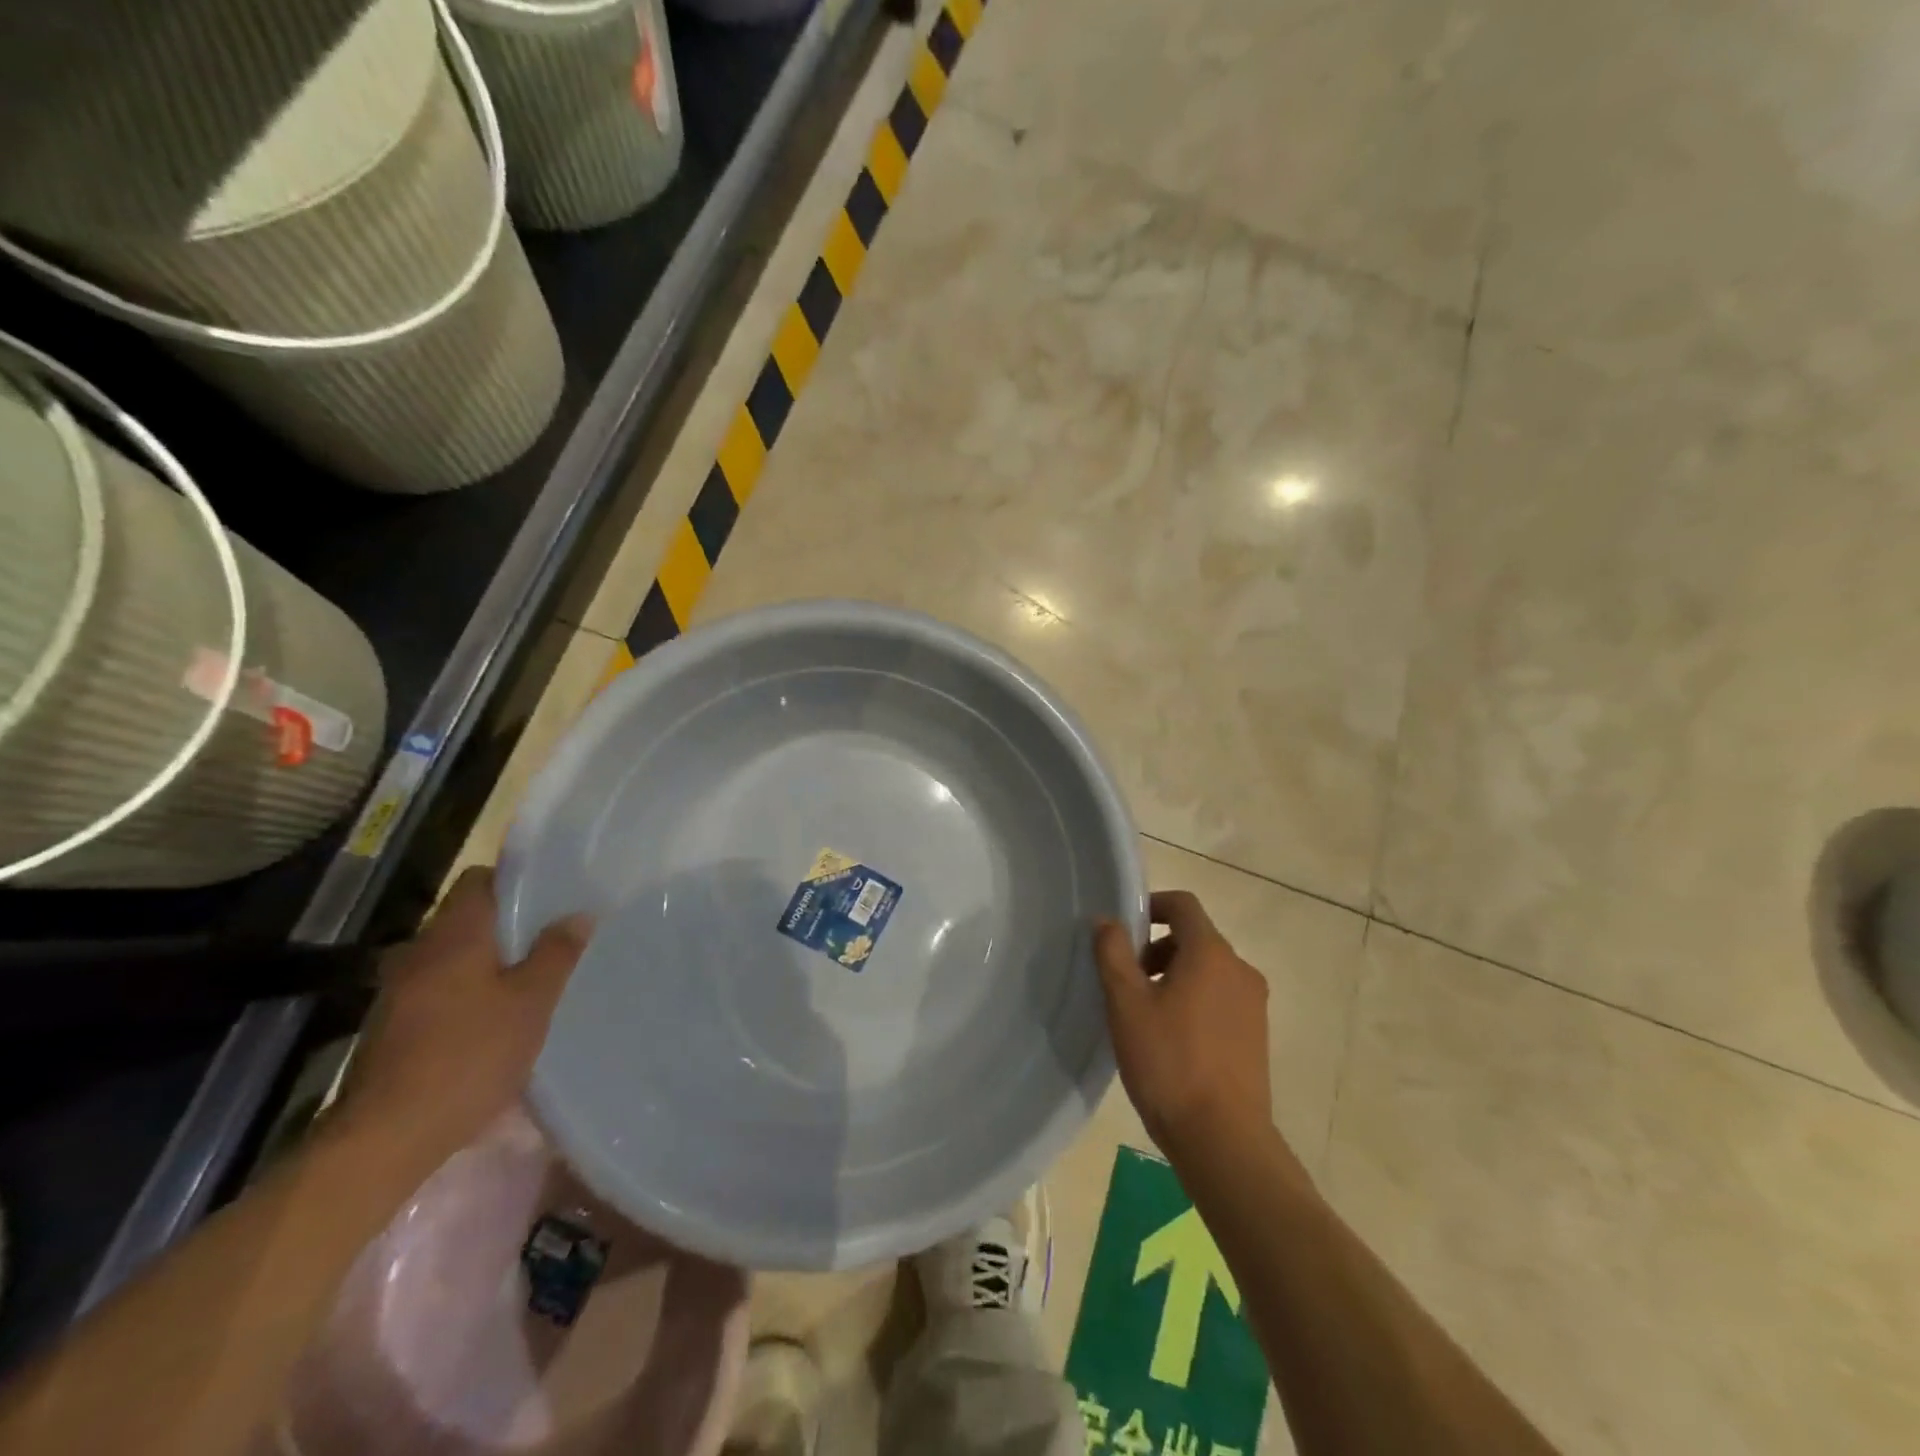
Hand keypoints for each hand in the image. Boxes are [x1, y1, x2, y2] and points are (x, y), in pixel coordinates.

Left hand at [328, 867, 588, 1173]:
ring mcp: (400, 990)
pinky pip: (441, 988)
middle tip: (554, 938)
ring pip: (454, 956)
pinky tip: (497, 1019)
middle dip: (509, 925)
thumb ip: (556, 953)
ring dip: (489, 961)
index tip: (551, 894)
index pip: (478, 879)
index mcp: (453, 935)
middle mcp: (419, 951)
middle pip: (467, 918)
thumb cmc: (470, 1055)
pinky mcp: (394, 1026)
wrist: (387, 1136)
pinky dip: (470, 992)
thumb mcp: (531, 1002)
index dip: (514, 880)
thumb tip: (578, 914)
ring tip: (533, 979)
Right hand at [1094, 890, 1272, 1155]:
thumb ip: (1113, 953)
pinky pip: (1220, 997)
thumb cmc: (1169, 1064)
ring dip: (1175, 974)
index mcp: (1211, 953)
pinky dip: (1194, 999)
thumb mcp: (1127, 1005)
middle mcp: (1240, 969)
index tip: (1125, 931)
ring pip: (1208, 968)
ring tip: (1145, 1012)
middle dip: (1158, 947)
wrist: (1223, 1140)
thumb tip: (1107, 920)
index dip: (1151, 906)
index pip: (1183, 905)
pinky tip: (1171, 1038)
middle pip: (1195, 937)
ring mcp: (1253, 1003)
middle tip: (1127, 979)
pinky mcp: (1256, 1034)